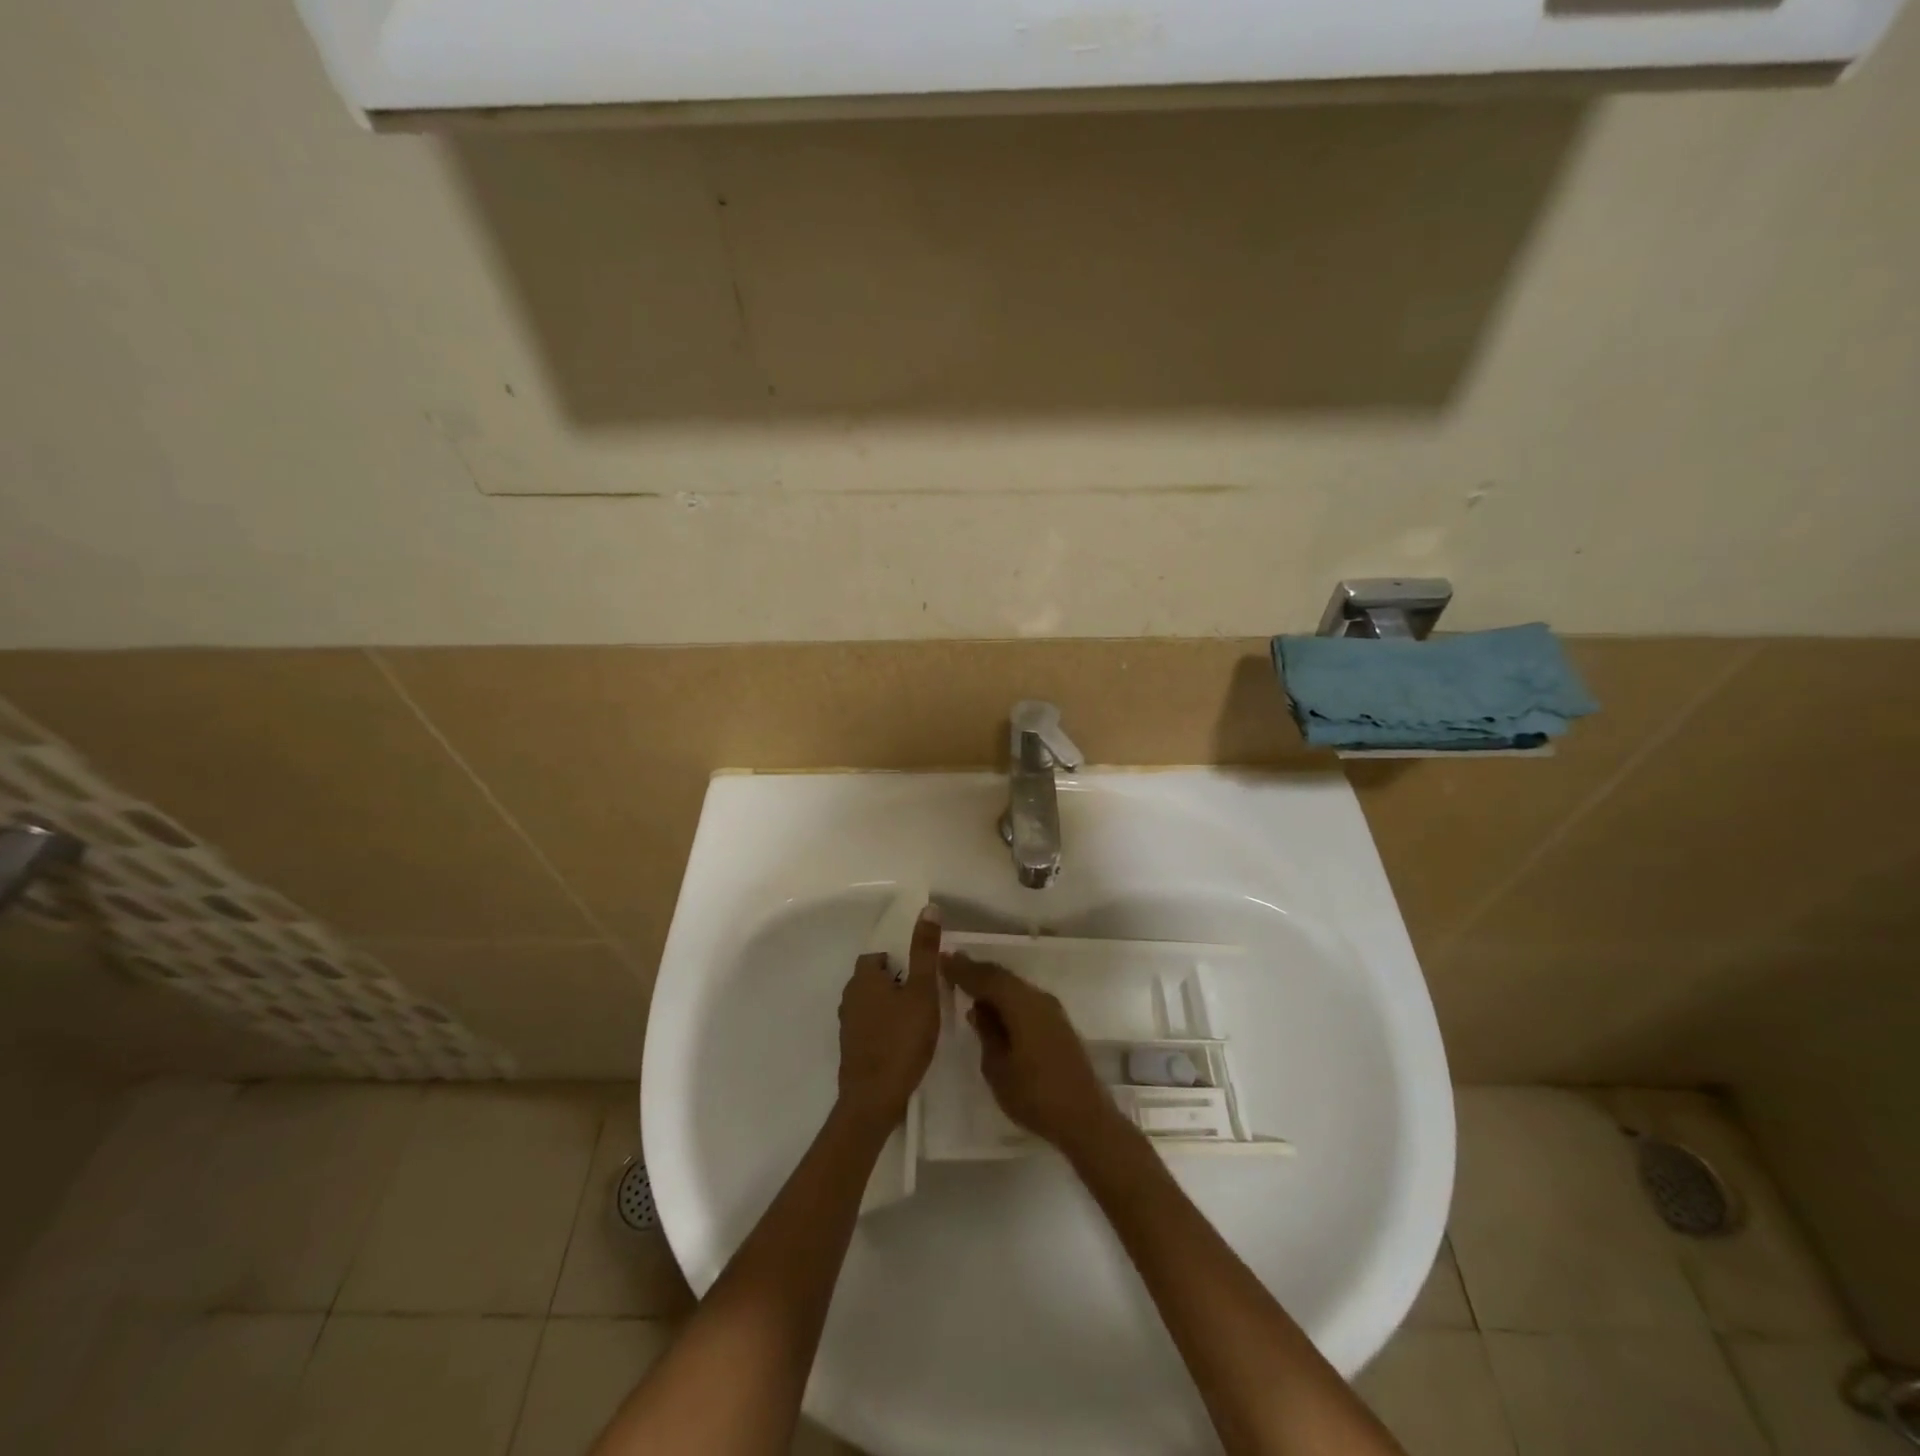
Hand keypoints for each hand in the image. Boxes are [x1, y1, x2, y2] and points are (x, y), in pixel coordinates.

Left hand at [836, 906, 941, 1131]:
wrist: (874, 1099)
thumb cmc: (901, 1039)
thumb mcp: (922, 991)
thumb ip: (925, 951)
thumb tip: (928, 908)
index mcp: (863, 978)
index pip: (877, 957)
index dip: (899, 961)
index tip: (920, 974)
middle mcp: (849, 997)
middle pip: (873, 980)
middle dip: (895, 983)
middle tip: (923, 996)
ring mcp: (847, 1026)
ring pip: (870, 1005)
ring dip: (889, 1007)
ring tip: (917, 1020)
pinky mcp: (851, 1050)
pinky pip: (869, 1028)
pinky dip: (884, 1029)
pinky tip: (903, 1043)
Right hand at [942, 953, 1127, 1156]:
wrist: (1085, 1118)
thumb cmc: (1035, 1095)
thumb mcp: (997, 1068)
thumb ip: (987, 1033)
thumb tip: (978, 1009)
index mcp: (1021, 1005)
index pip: (987, 978)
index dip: (963, 969)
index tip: (942, 958)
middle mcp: (1038, 999)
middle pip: (1003, 977)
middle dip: (977, 971)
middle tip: (952, 965)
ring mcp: (1052, 1011)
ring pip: (1015, 987)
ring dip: (992, 985)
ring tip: (968, 984)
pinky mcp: (1058, 1024)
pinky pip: (1025, 1000)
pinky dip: (1007, 999)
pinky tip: (995, 1008)